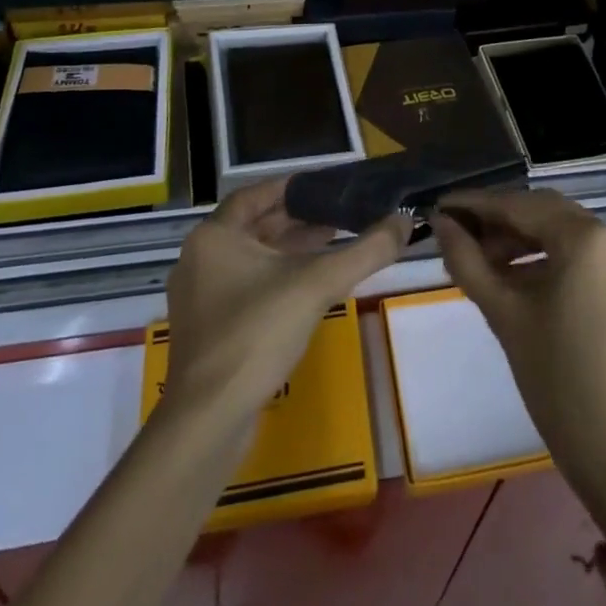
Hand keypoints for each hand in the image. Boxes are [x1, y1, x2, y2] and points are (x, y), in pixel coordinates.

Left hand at [163, 180, 407, 420]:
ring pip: (251, 258)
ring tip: (333, 243)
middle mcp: (200, 258)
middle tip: (339, 214)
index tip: (327, 186)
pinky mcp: (208, 329)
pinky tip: (309, 287)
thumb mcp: (318, 284)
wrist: (208, 420)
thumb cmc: (257, 333)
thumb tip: (405, 221)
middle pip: (255, 226)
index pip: (256, 194)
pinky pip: (246, 286)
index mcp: (214, 236)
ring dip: (290, 249)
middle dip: (298, 219)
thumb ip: (366, 250)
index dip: (293, 188)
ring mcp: (200, 297)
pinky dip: (277, 277)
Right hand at [434, 189, 605, 521]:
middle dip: (500, 221)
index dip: (476, 204)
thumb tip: (440, 222)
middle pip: (545, 212)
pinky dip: (552, 256)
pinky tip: (520, 274)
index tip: (440, 206)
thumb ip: (467, 260)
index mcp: (587, 238)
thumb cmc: (557, 384)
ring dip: (524, 239)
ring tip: (484, 259)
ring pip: (565, 230)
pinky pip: (586, 251)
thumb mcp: (504, 315)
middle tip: (458, 234)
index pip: (520, 206)